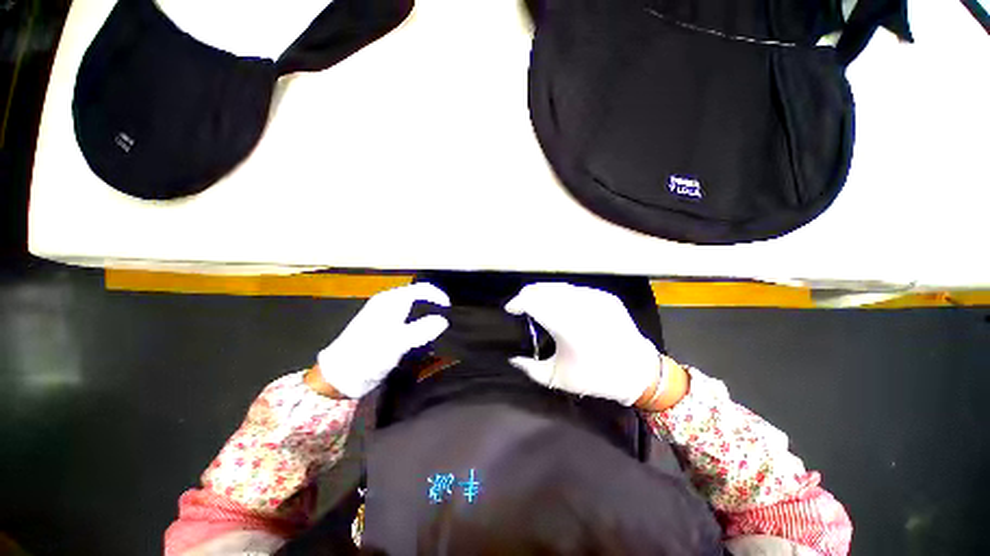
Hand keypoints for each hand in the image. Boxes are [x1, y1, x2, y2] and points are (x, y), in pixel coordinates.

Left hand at [318, 283, 449, 397]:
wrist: (338, 376)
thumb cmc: (367, 356)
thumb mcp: (397, 343)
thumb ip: (422, 329)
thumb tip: (443, 321)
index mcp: (391, 301)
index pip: (421, 289)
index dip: (438, 296)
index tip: (450, 311)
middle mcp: (388, 303)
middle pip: (418, 297)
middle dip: (433, 306)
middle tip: (445, 321)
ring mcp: (384, 315)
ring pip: (413, 308)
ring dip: (426, 316)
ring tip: (436, 330)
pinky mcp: (382, 328)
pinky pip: (406, 319)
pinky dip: (417, 325)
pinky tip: (420, 338)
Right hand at [504, 283, 660, 405]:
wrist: (638, 372)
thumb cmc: (596, 377)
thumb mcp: (558, 378)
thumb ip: (530, 368)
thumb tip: (513, 358)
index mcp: (567, 327)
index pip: (533, 303)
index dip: (518, 302)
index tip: (511, 309)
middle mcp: (580, 306)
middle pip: (544, 290)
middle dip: (527, 294)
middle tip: (521, 304)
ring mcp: (595, 298)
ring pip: (559, 286)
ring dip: (543, 292)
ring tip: (536, 301)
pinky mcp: (605, 296)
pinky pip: (576, 290)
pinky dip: (562, 294)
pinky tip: (560, 303)